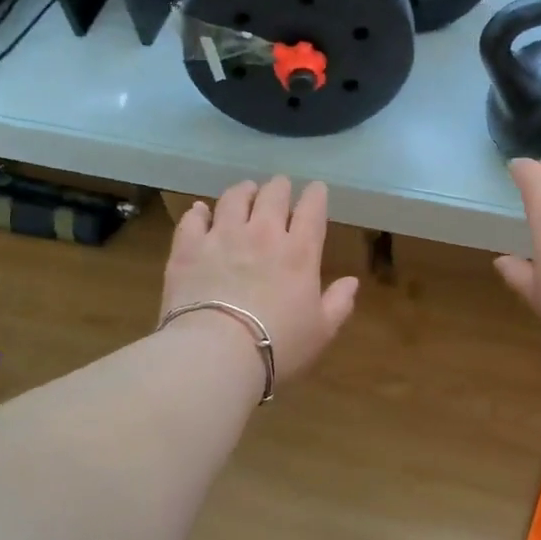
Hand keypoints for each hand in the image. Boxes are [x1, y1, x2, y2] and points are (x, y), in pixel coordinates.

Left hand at [161, 177, 359, 383]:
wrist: (216, 353)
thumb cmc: (277, 346)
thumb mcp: (321, 332)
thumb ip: (339, 303)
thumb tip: (352, 281)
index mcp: (299, 252)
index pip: (312, 210)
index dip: (316, 195)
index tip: (317, 189)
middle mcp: (262, 234)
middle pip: (273, 195)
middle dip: (280, 187)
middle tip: (280, 186)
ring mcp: (222, 236)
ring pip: (233, 198)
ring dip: (243, 191)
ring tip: (246, 190)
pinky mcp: (188, 247)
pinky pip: (193, 218)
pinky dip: (199, 211)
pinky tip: (201, 210)